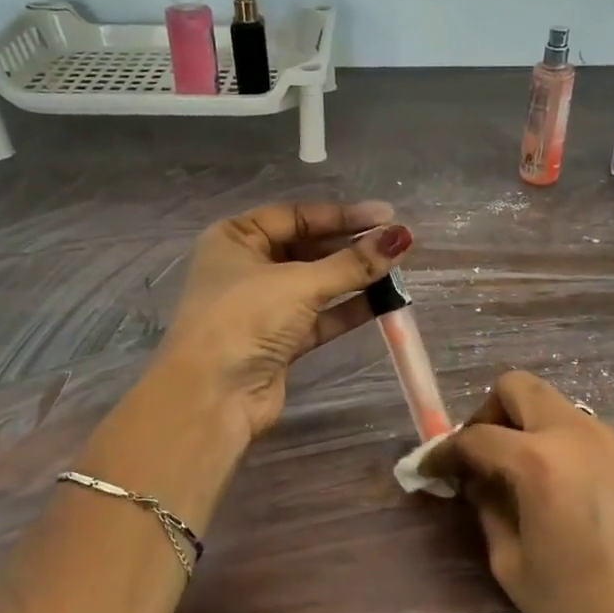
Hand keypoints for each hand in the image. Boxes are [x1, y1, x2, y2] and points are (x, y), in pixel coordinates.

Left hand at [155, 200, 413, 440]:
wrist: (212, 396)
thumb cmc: (244, 319)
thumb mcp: (300, 284)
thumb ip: (352, 263)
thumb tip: (401, 237)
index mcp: (236, 238)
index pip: (296, 216)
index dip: (342, 216)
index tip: (386, 216)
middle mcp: (246, 268)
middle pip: (307, 248)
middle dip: (350, 247)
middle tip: (396, 244)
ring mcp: (262, 307)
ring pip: (316, 284)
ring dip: (354, 278)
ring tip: (397, 270)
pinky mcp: (279, 341)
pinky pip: (320, 317)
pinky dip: (348, 309)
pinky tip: (384, 302)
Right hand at [431, 372, 613, 612]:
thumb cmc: (583, 611)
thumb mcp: (514, 565)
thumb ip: (488, 509)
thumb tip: (475, 481)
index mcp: (540, 462)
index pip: (477, 436)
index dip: (445, 452)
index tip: (430, 470)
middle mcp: (577, 434)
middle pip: (519, 387)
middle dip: (488, 414)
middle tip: (481, 458)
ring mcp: (613, 441)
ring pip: (554, 407)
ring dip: (526, 428)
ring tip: (519, 478)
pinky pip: (582, 431)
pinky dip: (557, 444)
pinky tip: (559, 491)